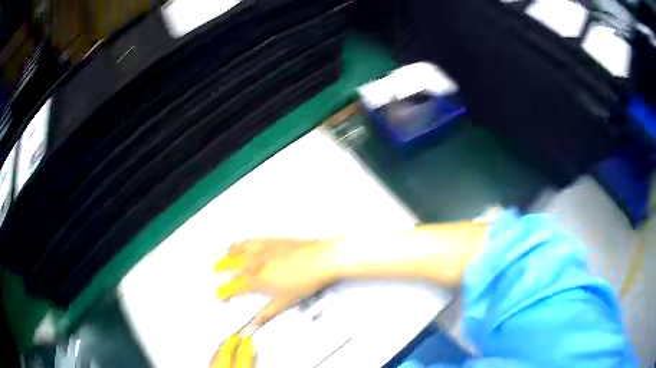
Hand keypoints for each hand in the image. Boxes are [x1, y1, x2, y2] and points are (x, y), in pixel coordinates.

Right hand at [215, 238, 337, 327]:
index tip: (218, 296)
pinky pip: (249, 240)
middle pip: (229, 265)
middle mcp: (254, 262)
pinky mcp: (269, 239)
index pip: (233, 286)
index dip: (223, 292)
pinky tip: (241, 245)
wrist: (321, 259)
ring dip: (228, 254)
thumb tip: (252, 327)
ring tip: (224, 257)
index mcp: (256, 279)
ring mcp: (261, 249)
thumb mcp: (284, 302)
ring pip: (236, 249)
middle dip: (220, 269)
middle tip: (215, 272)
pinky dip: (241, 243)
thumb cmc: (304, 283)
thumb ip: (266, 314)